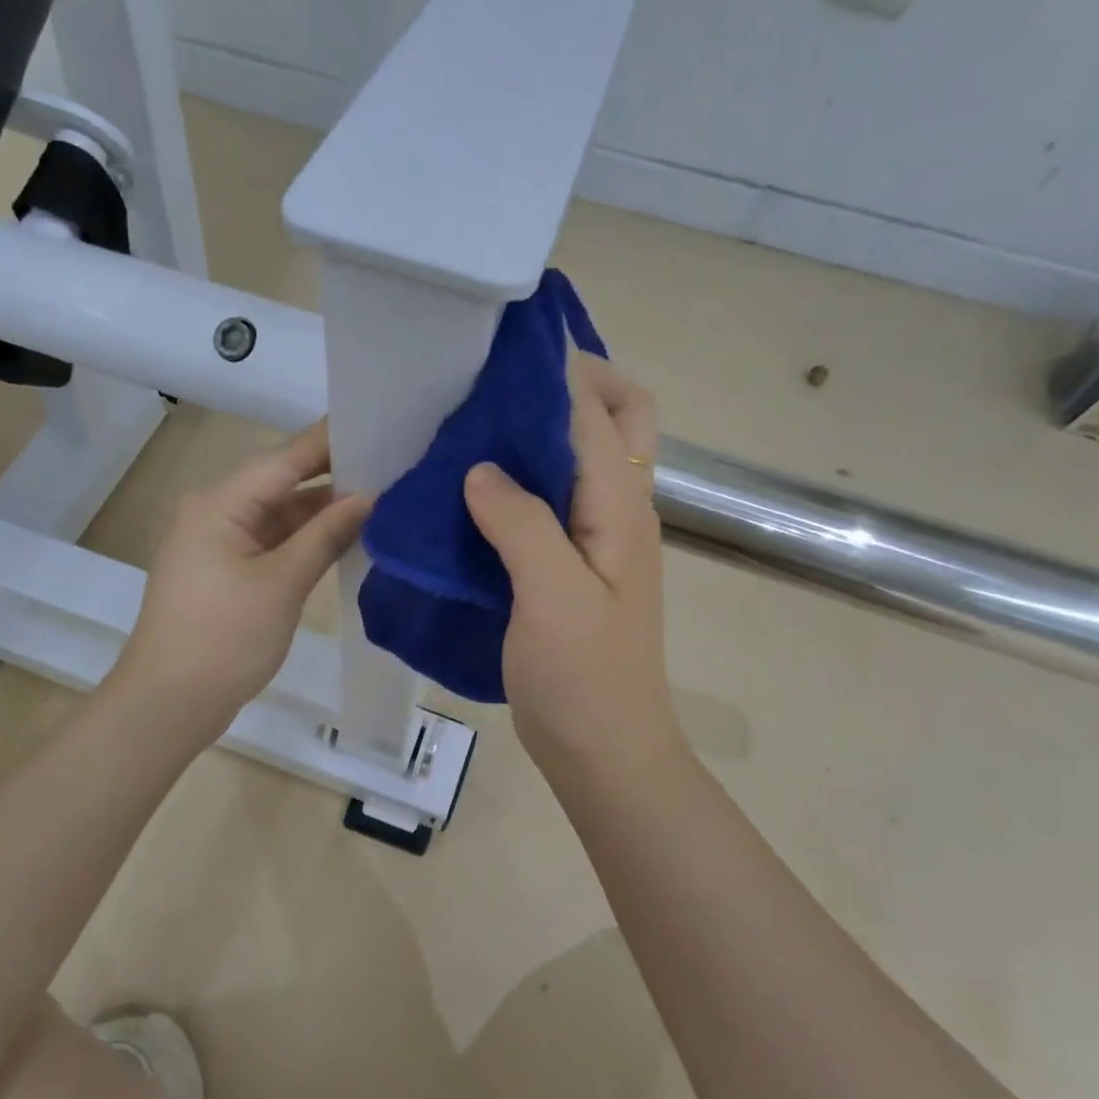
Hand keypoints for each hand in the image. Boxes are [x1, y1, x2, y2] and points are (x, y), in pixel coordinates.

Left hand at [119, 421, 369, 735]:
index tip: (377, 424)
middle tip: (391, 465)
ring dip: (322, 513)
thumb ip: (326, 535)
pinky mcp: (227, 570)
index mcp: (220, 503)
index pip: (285, 458)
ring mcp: (220, 543)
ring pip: (279, 515)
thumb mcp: (282, 583)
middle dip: (333, 477)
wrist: (169, 703)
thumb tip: (368, 497)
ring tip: (381, 499)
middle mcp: (216, 512)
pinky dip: (305, 540)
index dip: (331, 442)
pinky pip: (272, 542)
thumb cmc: (224, 638)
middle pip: (282, 483)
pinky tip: (346, 537)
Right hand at [463, 354, 685, 785]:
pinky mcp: (572, 564)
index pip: (594, 414)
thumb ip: (522, 525)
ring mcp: (598, 538)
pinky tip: (477, 484)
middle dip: (573, 383)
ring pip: (584, 455)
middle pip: (620, 419)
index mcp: (621, 509)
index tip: (501, 346)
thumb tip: (481, 468)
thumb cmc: (584, 680)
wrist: (605, 752)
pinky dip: (524, 476)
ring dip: (545, 427)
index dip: (555, 372)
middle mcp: (619, 510)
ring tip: (482, 417)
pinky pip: (554, 499)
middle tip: (504, 380)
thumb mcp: (552, 599)